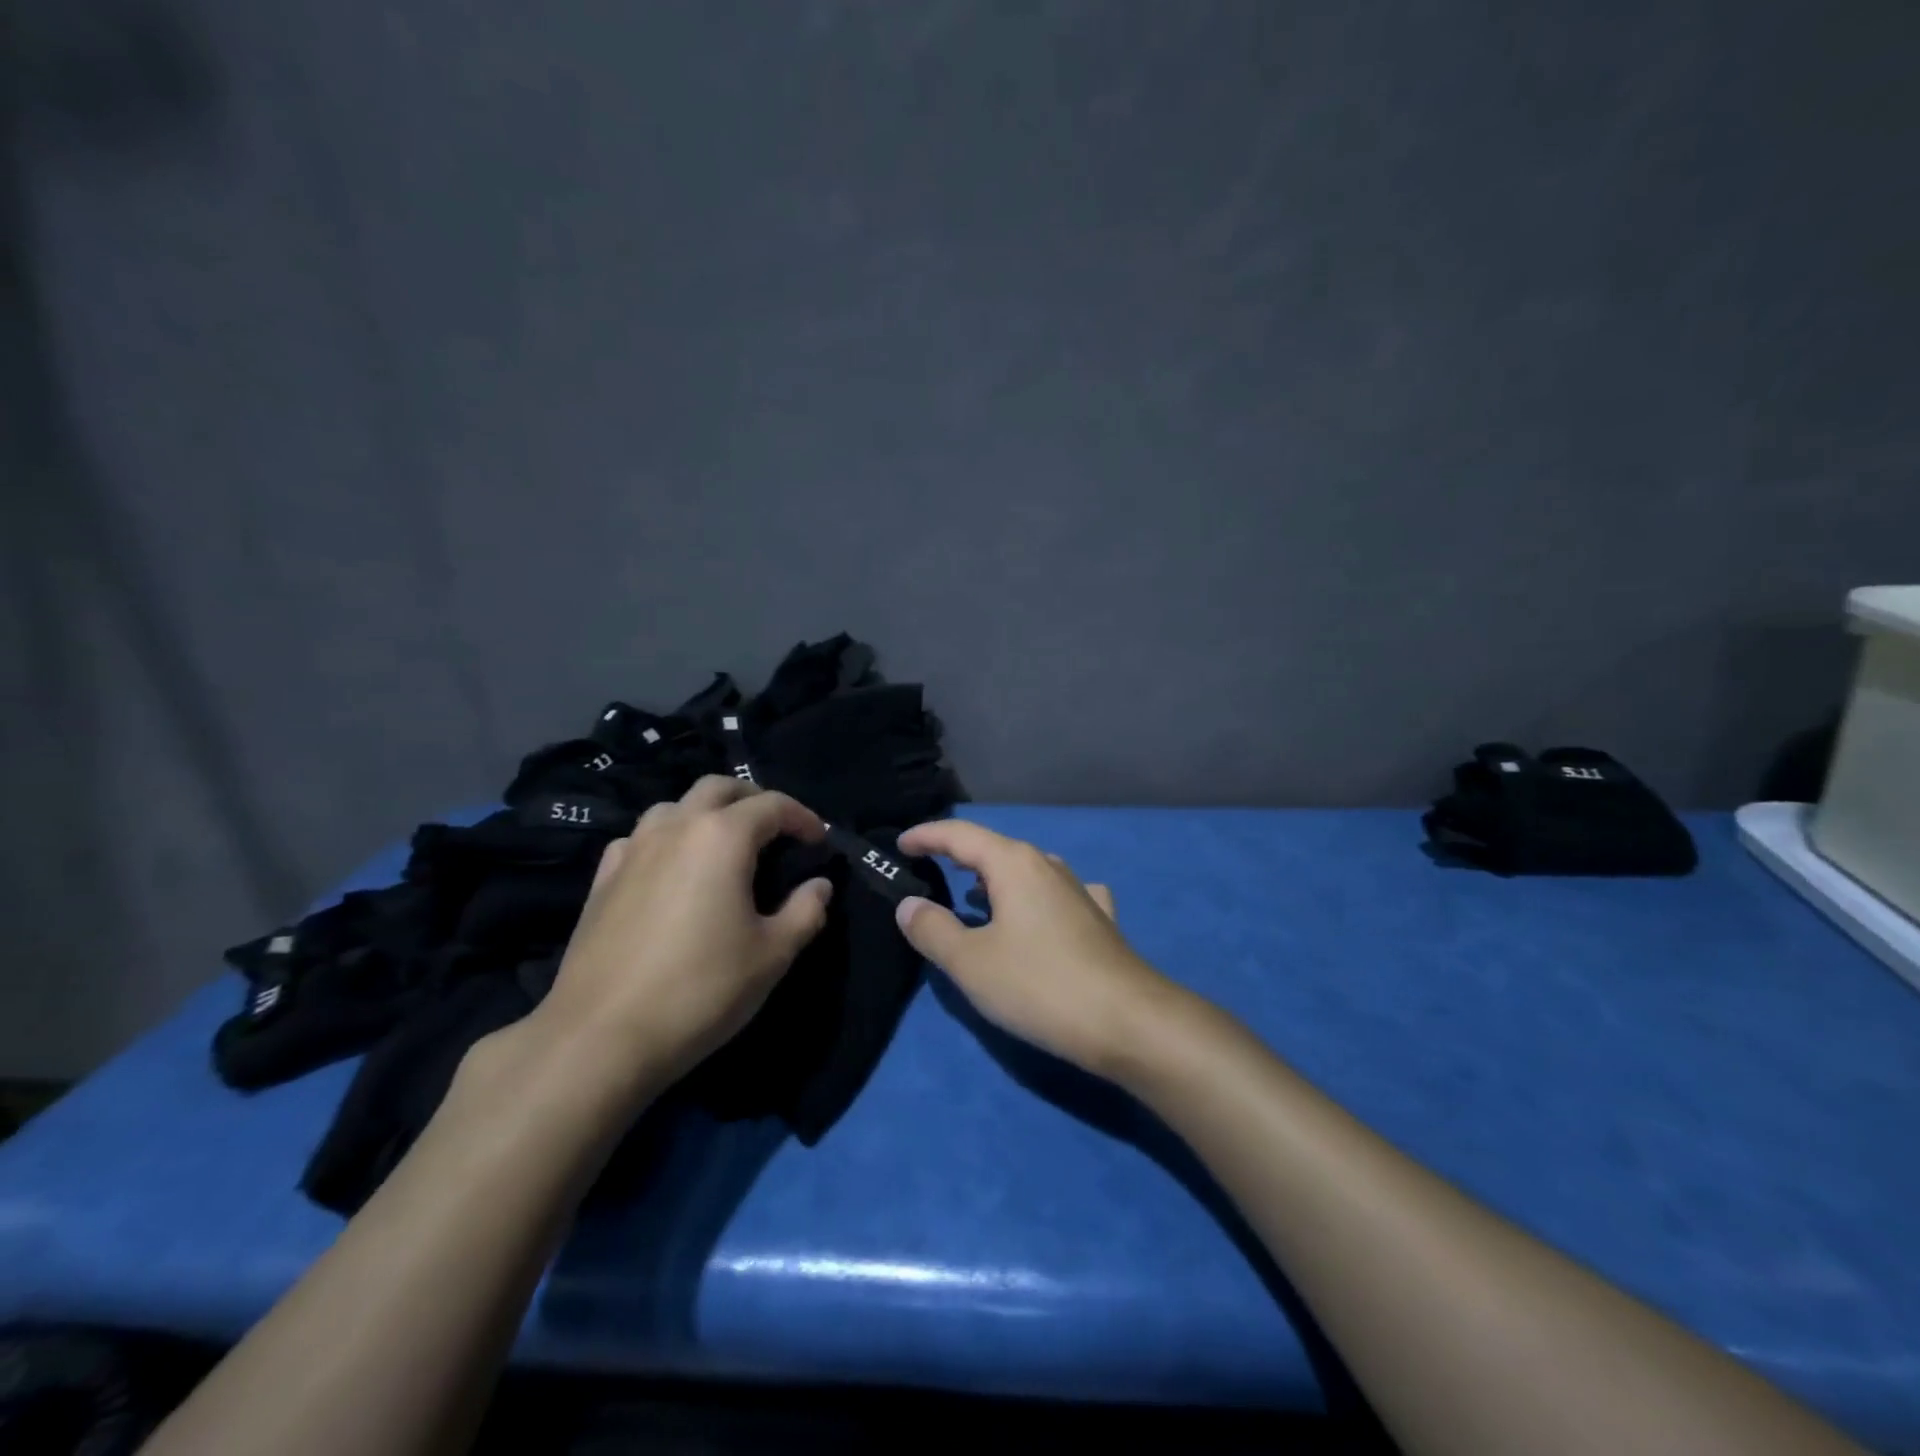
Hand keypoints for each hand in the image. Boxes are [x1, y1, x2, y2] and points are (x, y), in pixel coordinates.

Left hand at [529, 775, 833, 1097]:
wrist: (601, 1037)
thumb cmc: (701, 990)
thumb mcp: (772, 955)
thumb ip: (805, 911)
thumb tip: (819, 886)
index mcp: (722, 837)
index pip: (772, 805)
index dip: (803, 818)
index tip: (820, 842)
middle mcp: (675, 828)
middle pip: (718, 788)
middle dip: (754, 799)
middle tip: (777, 830)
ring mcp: (633, 849)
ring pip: (674, 806)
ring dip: (707, 814)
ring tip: (725, 846)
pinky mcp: (602, 878)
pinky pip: (640, 837)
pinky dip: (667, 839)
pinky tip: (672, 870)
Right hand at [893, 820, 1185, 1079]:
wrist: (1129, 1021)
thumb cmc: (1039, 985)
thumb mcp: (971, 962)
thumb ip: (933, 929)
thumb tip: (909, 905)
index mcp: (1015, 864)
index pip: (960, 835)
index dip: (926, 836)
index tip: (900, 844)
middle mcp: (1048, 866)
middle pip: (995, 849)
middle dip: (959, 856)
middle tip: (929, 868)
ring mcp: (1079, 891)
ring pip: (1027, 871)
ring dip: (995, 879)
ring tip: (972, 895)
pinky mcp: (1099, 919)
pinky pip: (1056, 895)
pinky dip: (1034, 898)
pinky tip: (1038, 915)